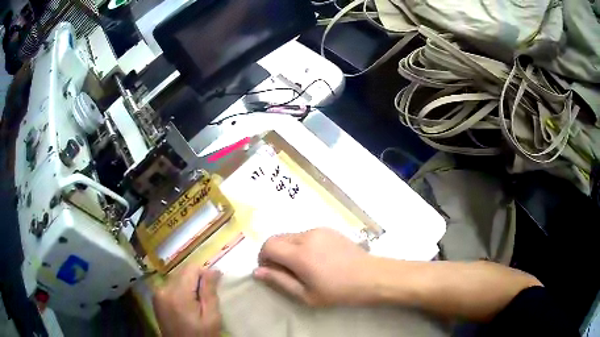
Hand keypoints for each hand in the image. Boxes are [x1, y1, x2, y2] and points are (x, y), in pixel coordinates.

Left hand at [153, 263, 221, 336]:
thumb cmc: (201, 336)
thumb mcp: (211, 318)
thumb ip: (210, 292)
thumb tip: (213, 270)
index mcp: (177, 295)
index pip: (191, 268)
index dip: (204, 275)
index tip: (211, 290)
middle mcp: (163, 289)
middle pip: (183, 272)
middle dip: (196, 281)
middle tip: (204, 300)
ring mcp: (157, 294)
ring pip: (177, 278)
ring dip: (188, 286)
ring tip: (195, 304)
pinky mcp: (156, 298)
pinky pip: (170, 286)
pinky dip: (180, 291)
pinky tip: (185, 305)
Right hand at [253, 227, 374, 306]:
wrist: (371, 276)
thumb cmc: (338, 291)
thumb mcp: (306, 294)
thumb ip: (279, 281)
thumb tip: (257, 271)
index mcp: (300, 254)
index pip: (268, 245)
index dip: (263, 257)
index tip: (270, 271)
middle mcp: (307, 236)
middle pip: (277, 238)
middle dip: (274, 253)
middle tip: (285, 271)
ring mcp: (319, 230)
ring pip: (291, 235)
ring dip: (287, 249)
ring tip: (302, 266)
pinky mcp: (328, 229)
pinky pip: (305, 234)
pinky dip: (301, 244)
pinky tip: (315, 259)